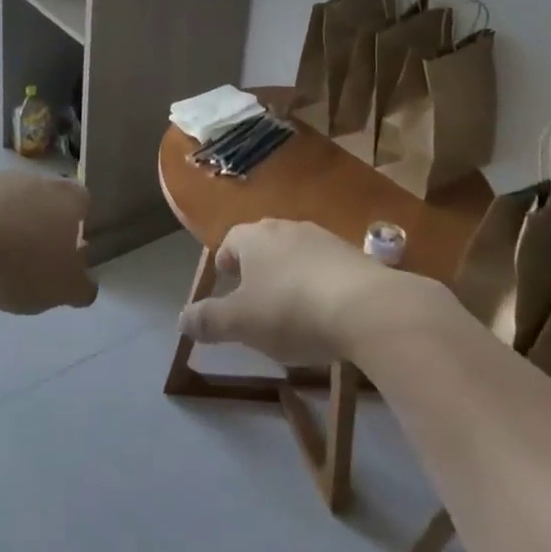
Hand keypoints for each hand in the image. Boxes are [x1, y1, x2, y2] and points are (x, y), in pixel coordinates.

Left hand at [0, 172, 98, 314]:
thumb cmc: (20, 264)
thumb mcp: (60, 290)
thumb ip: (80, 288)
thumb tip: (86, 286)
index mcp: (67, 199)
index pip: (82, 203)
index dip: (76, 225)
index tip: (66, 250)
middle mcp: (36, 179)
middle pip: (44, 197)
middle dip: (39, 221)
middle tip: (30, 255)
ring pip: (8, 197)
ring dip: (6, 219)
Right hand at [179, 220, 419, 365]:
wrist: (369, 308)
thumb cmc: (291, 310)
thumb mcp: (241, 323)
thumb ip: (208, 320)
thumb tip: (181, 319)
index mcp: (254, 237)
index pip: (230, 241)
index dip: (225, 262)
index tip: (225, 282)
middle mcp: (286, 228)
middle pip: (263, 243)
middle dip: (256, 267)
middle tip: (254, 296)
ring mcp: (324, 238)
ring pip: (296, 253)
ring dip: (289, 275)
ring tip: (291, 308)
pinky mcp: (355, 256)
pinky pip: (326, 267)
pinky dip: (318, 284)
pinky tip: (325, 312)